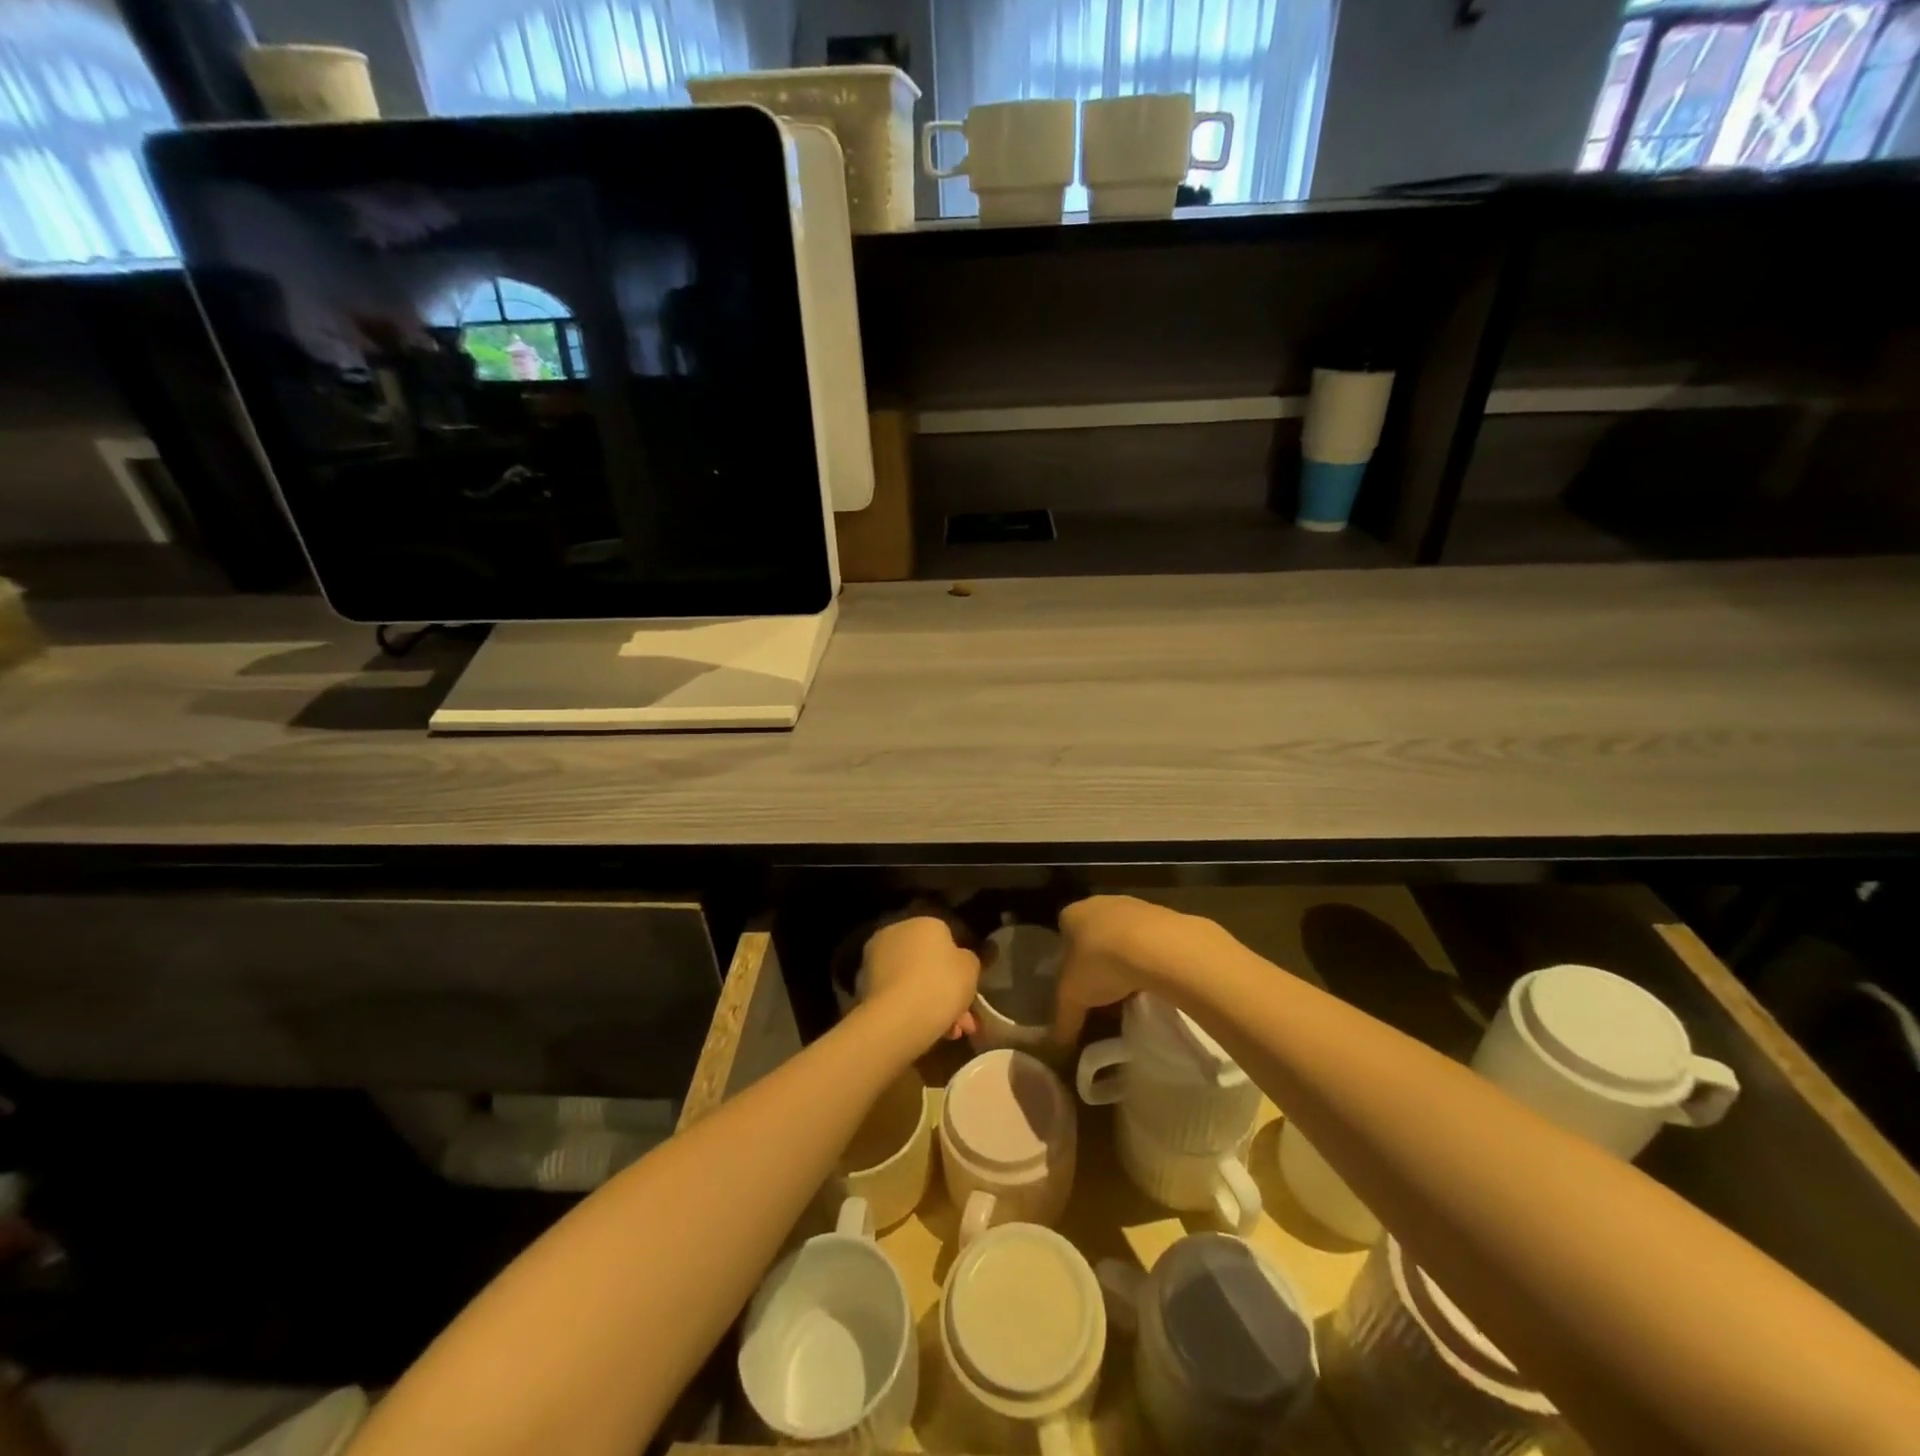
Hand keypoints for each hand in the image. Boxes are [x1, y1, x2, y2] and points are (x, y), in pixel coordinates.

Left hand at [860, 914, 980, 1045]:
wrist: (899, 1018)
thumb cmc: (942, 984)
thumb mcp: (971, 968)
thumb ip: (967, 959)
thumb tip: (958, 960)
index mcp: (924, 922)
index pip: (945, 937)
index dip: (958, 965)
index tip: (967, 988)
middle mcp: (896, 933)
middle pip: (926, 962)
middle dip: (945, 990)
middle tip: (962, 1019)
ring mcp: (875, 959)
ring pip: (912, 981)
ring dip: (931, 1004)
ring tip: (950, 1035)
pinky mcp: (862, 986)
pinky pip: (896, 996)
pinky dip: (911, 1011)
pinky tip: (928, 1033)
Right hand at [1053, 895, 1192, 1044]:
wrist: (1157, 947)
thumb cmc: (1101, 963)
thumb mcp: (1073, 997)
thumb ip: (1063, 1020)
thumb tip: (1056, 1050)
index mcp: (1072, 914)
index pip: (1064, 934)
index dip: (1069, 961)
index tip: (1079, 987)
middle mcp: (1100, 903)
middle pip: (1095, 934)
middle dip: (1099, 960)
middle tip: (1104, 992)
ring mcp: (1134, 905)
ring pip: (1124, 936)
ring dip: (1126, 958)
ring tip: (1131, 991)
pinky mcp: (1164, 915)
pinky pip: (1151, 940)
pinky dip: (1150, 957)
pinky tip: (1154, 980)